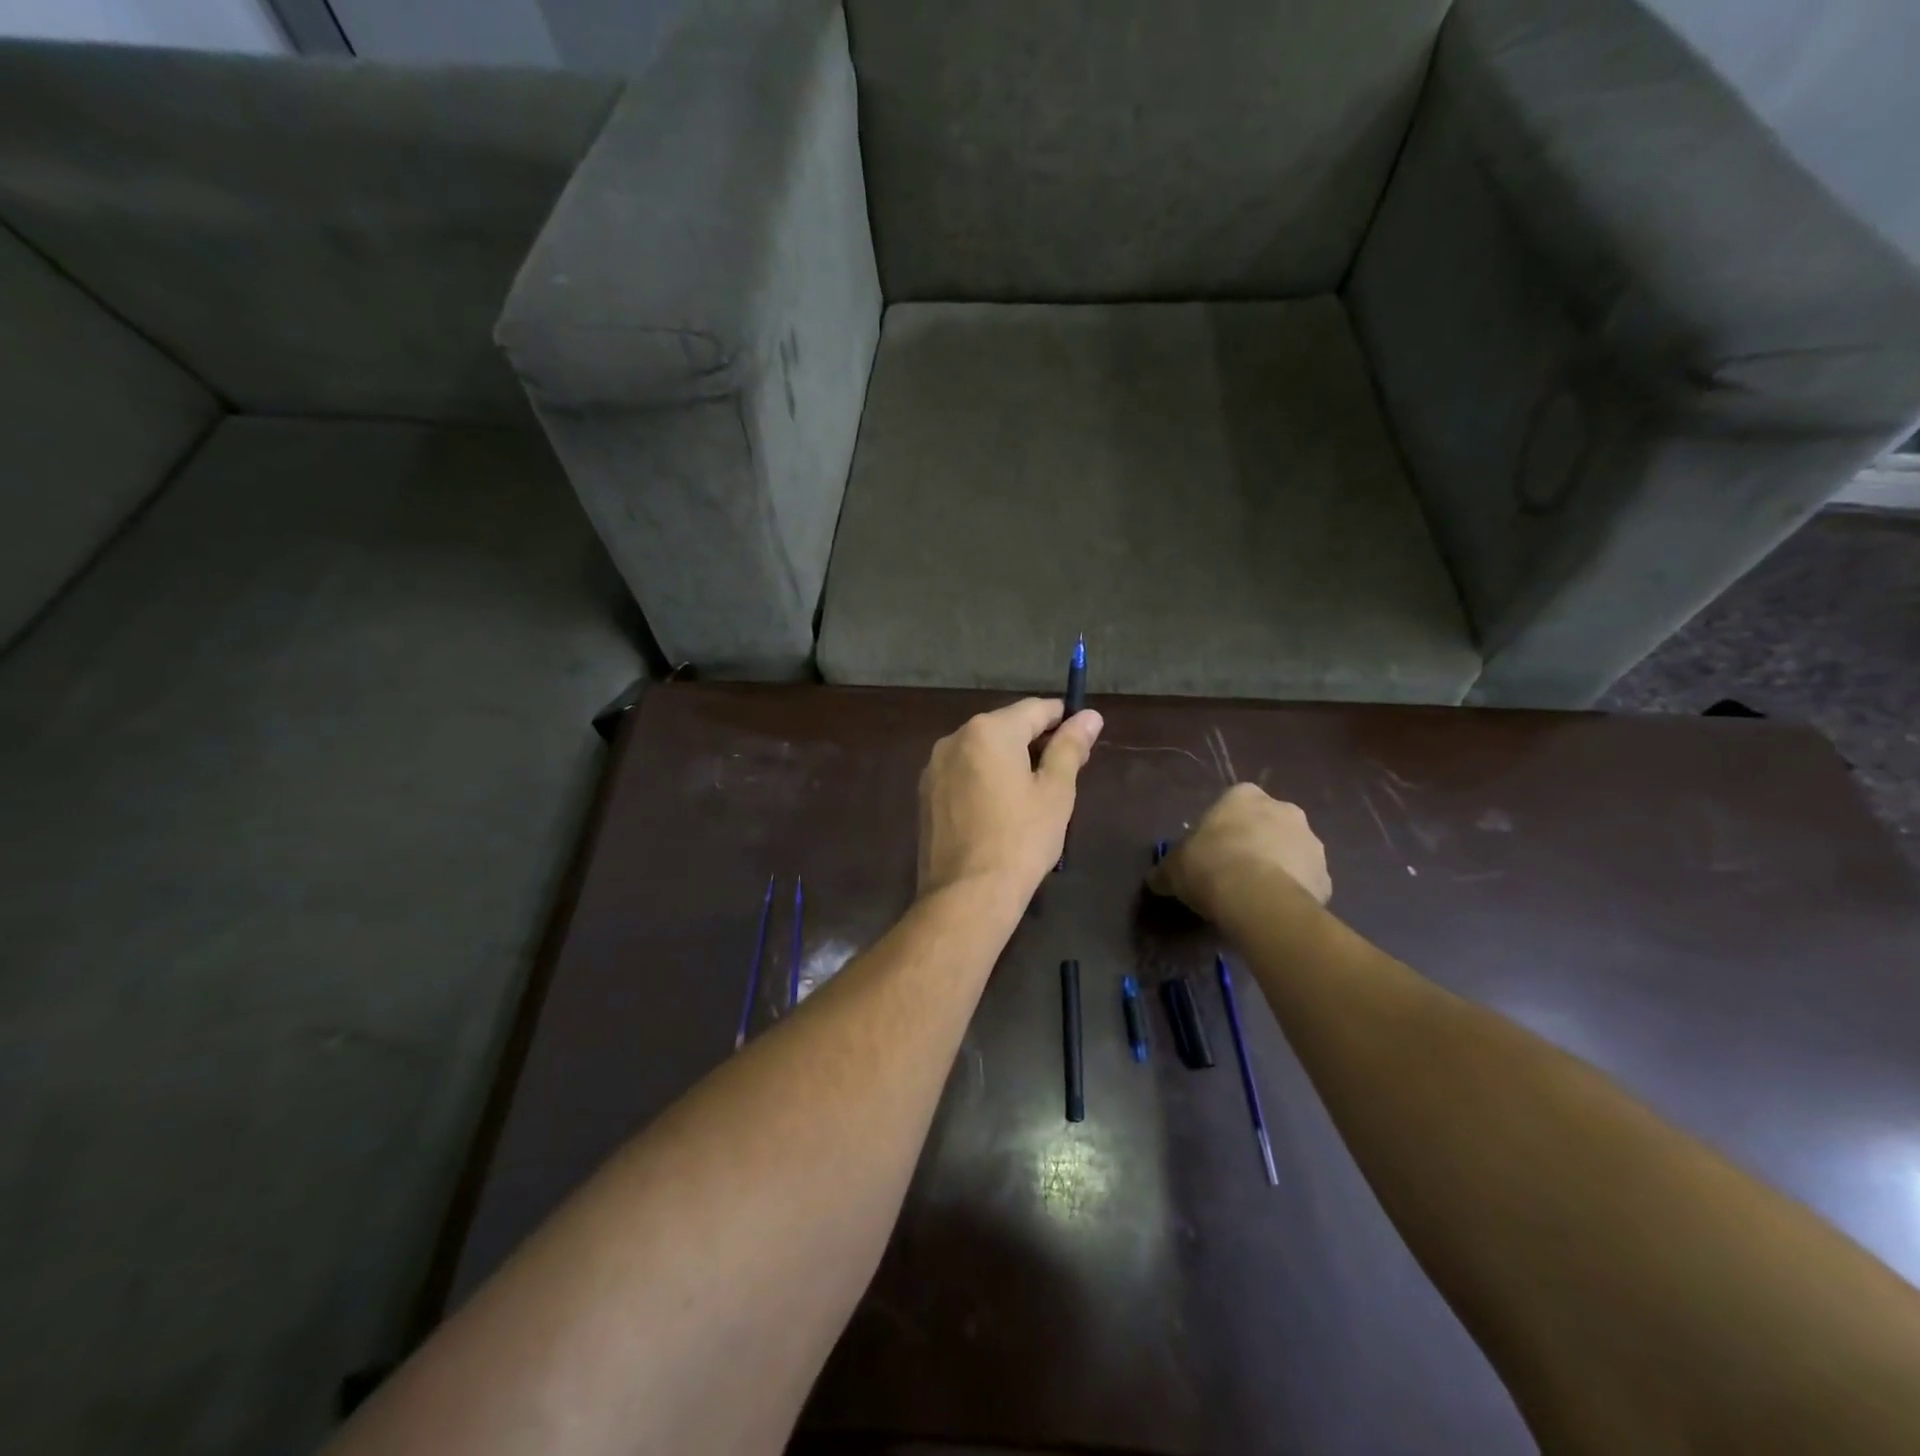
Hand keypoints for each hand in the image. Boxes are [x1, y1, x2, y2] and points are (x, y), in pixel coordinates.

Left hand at [918, 698, 1104, 903]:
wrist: (967, 894)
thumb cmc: (1021, 839)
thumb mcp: (1055, 791)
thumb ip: (1070, 747)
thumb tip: (1089, 716)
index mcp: (989, 730)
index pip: (1035, 709)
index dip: (1063, 718)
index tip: (1083, 737)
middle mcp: (955, 738)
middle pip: (1005, 727)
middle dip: (1036, 741)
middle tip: (1065, 772)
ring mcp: (934, 767)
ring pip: (982, 751)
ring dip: (1009, 761)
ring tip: (1034, 793)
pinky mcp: (925, 794)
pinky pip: (963, 773)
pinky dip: (984, 779)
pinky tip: (1000, 808)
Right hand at [1149, 784, 1332, 922]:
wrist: (1257, 898)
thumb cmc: (1209, 866)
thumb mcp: (1173, 868)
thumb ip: (1167, 870)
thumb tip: (1156, 879)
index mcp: (1244, 795)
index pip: (1233, 803)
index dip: (1222, 828)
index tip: (1211, 851)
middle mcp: (1283, 809)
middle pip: (1267, 824)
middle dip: (1255, 843)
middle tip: (1234, 872)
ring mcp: (1311, 842)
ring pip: (1291, 852)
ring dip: (1278, 867)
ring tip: (1255, 897)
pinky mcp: (1326, 876)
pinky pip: (1305, 882)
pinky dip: (1293, 893)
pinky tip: (1273, 912)